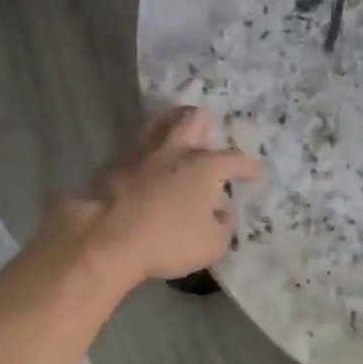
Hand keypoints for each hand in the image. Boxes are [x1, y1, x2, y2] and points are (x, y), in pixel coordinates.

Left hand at [64, 106, 262, 284]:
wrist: (105, 238)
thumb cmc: (167, 242)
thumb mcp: (211, 245)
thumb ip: (223, 224)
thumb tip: (222, 211)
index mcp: (204, 166)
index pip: (236, 159)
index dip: (250, 167)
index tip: (257, 174)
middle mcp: (174, 149)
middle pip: (192, 118)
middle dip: (205, 125)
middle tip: (207, 139)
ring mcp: (140, 152)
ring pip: (158, 124)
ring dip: (171, 129)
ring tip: (175, 144)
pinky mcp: (112, 163)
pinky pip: (135, 148)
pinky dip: (145, 154)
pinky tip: (146, 168)